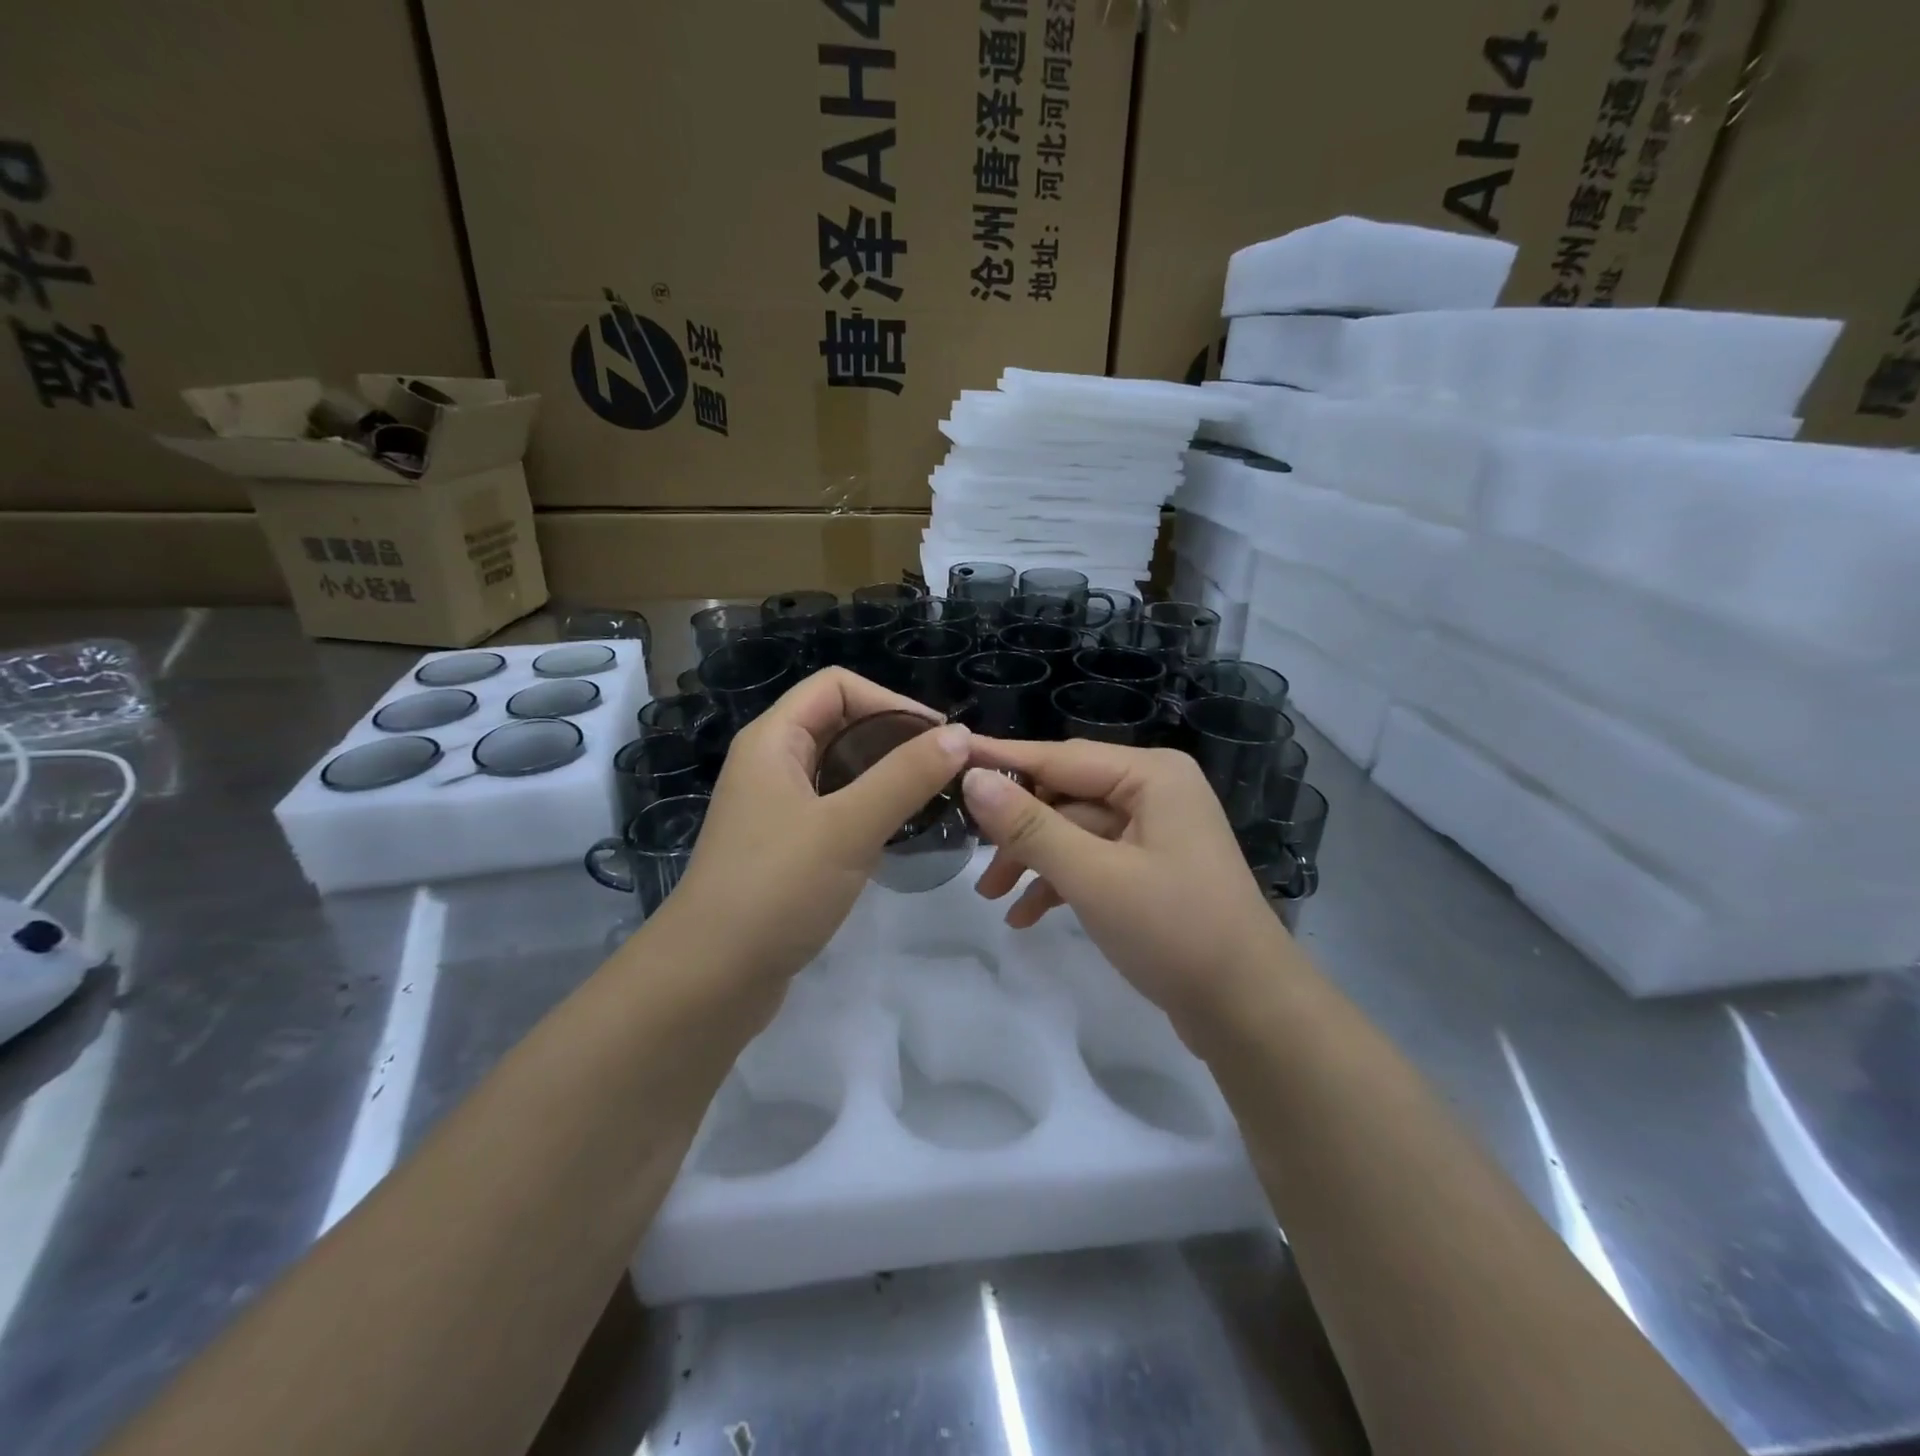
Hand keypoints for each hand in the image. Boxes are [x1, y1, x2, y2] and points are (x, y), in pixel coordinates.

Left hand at [663, 669, 971, 984]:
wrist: (710, 980)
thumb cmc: (776, 889)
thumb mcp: (848, 826)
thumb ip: (906, 776)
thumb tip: (960, 735)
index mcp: (773, 740)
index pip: (837, 686)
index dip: (891, 701)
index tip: (939, 737)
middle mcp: (770, 764)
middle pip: (840, 724)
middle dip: (894, 738)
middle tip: (945, 771)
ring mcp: (775, 809)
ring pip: (840, 770)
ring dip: (885, 776)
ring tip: (931, 799)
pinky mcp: (784, 848)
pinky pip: (834, 809)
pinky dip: (869, 810)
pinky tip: (897, 835)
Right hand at [960, 739, 1287, 1036]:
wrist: (1248, 1011)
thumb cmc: (1174, 931)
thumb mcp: (1093, 877)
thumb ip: (1029, 826)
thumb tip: (974, 779)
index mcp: (1151, 776)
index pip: (1059, 758)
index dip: (1002, 760)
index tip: (950, 755)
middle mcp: (1154, 792)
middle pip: (1065, 795)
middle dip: (1018, 829)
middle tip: (970, 855)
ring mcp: (1155, 832)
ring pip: (1075, 832)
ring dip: (1034, 860)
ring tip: (992, 896)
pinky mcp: (1152, 869)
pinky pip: (1093, 861)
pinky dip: (1060, 883)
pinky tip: (1026, 916)